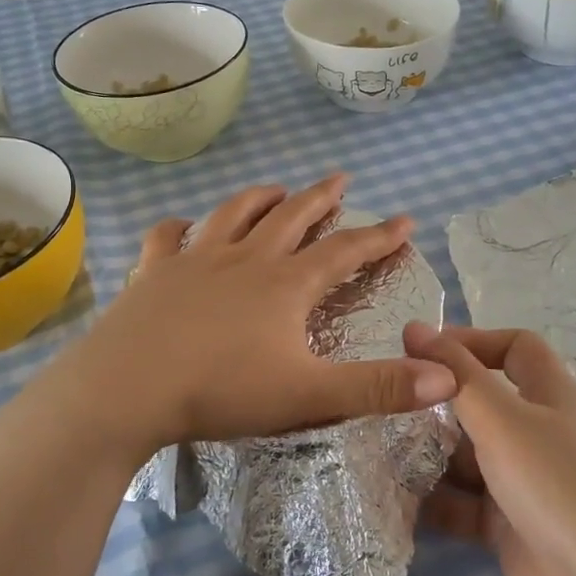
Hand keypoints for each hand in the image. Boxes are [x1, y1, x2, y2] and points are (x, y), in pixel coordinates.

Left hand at [36, 176, 458, 464]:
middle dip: (321, 199)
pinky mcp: (152, 273)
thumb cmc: (221, 391)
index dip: (379, 236)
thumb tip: (450, 379)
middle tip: (340, 180)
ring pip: (234, 215)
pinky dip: (178, 227)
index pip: (344, 251)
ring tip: (276, 189)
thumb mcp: (310, 396)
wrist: (125, 390)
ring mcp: (194, 261)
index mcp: (285, 285)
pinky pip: (166, 238)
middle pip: (291, 217)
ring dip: (260, 199)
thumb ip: (380, 388)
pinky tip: (182, 225)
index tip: (404, 220)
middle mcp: (245, 260)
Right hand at [407, 324, 575, 575]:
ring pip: (470, 454)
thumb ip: (455, 373)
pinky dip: (436, 500)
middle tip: (389, 405)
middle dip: (440, 403)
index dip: (473, 341)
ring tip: (380, 452)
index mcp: (550, 395)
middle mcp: (539, 432)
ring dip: (431, 453)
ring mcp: (525, 480)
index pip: (515, 347)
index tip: (422, 352)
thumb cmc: (553, 483)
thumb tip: (414, 325)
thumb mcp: (500, 418)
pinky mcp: (510, 524)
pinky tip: (397, 500)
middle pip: (485, 402)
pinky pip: (465, 501)